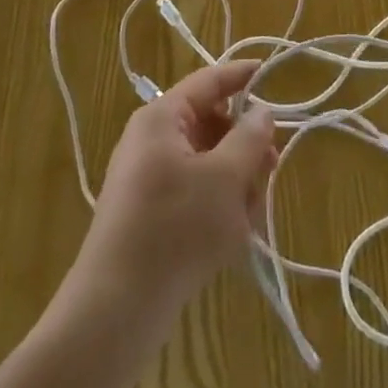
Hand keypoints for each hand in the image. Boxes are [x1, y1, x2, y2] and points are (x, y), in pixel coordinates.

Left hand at [75, 61, 277, 313]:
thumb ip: (250, 138)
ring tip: (248, 216)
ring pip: (207, 162)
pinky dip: (217, 206)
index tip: (274, 73)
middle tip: (271, 168)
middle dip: (244, 145)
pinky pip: (194, 193)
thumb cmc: (174, 229)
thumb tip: (262, 111)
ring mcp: (148, 179)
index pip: (210, 81)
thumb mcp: (225, 179)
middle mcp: (152, 140)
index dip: (243, 76)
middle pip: (212, 124)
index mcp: (163, 118)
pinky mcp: (150, 214)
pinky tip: (232, 238)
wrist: (113, 313)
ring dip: (235, 181)